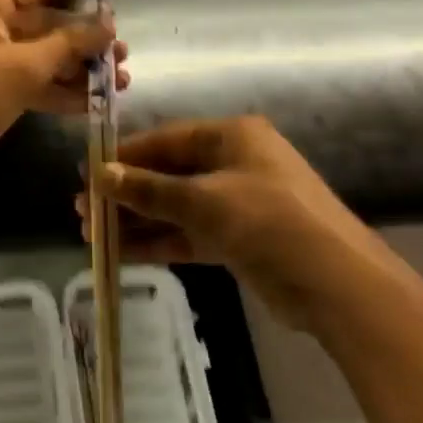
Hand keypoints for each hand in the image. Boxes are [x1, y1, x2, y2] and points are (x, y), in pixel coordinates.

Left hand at [0, 0, 128, 183]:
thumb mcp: (19, 71)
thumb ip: (66, 46)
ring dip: (74, 64)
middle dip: (85, 36)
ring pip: (36, 47)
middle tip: (122, 52)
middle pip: (43, 15)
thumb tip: (106, 28)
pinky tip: (88, 101)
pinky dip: (51, 84)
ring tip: (118, 82)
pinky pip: (22, 71)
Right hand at [86, 115, 371, 329]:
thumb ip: (151, 189)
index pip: (167, 140)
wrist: (338, 285)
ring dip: (138, 220)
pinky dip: (159, 241)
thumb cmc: (271, 222)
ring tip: (93, 235)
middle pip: (169, 173)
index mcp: (232, 136)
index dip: (126, 156)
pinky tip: (123, 253)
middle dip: (128, 193)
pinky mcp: (239, 239)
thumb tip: (100, 174)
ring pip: (176, 207)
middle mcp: (234, 163)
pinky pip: (189, 233)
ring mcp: (237, 202)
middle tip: (85, 210)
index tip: (89, 173)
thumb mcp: (206, 201)